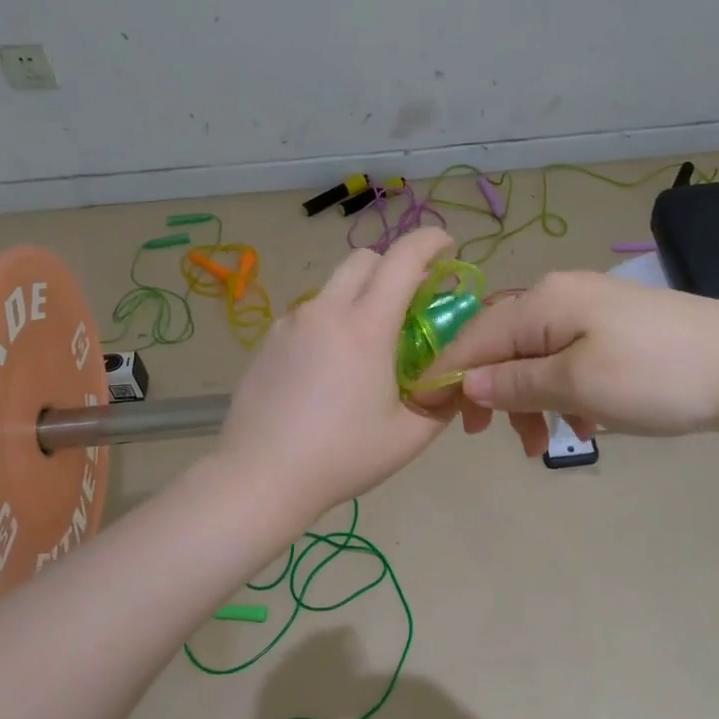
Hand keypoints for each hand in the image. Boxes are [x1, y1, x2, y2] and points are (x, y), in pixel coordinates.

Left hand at [213, 228, 457, 523]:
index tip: (447, 246)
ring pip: (334, 287)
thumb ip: (443, 399)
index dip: (431, 241)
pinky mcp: (269, 340)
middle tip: (411, 302)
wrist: (260, 476)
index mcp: (366, 327)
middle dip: (395, 266)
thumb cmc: (342, 457)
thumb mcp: (410, 436)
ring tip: (368, 347)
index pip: (404, 259)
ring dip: (360, 296)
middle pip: (365, 259)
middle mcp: (326, 311)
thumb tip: (458, 374)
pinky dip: (331, 322)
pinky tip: (329, 370)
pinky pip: (310, 315)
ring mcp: (292, 323)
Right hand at [433, 270, 718, 456]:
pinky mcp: (619, 330)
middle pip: (503, 345)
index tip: (430, 415)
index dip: (448, 374)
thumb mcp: (577, 384)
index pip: (474, 336)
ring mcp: (594, 311)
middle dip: (495, 394)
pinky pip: (570, 360)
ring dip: (531, 401)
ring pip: (537, 357)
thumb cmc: (656, 376)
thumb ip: (515, 383)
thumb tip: (468, 383)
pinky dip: (564, 394)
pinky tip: (585, 424)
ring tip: (544, 444)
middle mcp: (560, 295)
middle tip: (499, 440)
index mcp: (542, 301)